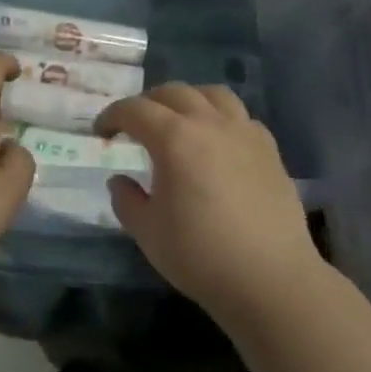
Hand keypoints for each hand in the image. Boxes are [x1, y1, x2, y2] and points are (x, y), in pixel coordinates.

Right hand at [97, 84, 321, 315]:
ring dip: (187, 100)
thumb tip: (120, 181)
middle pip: (174, 93)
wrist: (269, 278)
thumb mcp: (147, 232)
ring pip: (213, 95)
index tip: (100, 132)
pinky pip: (241, 117)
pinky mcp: (270, 150)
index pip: (135, 110)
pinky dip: (220, 118)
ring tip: (178, 121)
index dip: (112, 116)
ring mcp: (245, 133)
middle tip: (134, 125)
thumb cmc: (200, 255)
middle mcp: (210, 124)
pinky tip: (216, 143)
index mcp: (175, 139)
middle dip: (147, 103)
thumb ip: (127, 200)